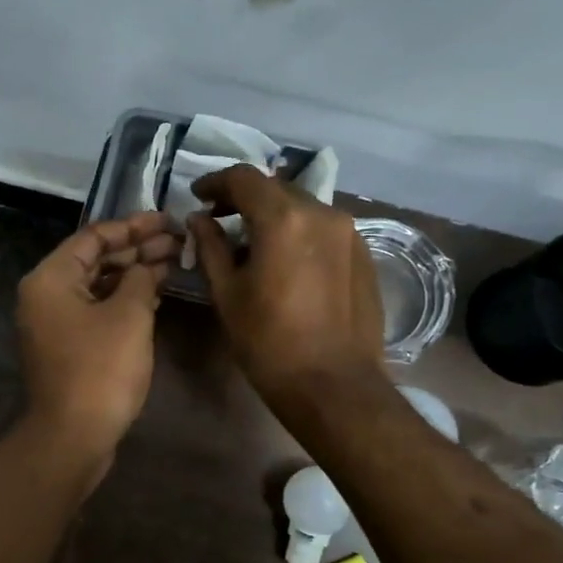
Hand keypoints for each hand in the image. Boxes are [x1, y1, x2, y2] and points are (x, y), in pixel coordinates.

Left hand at [17, 212, 179, 461]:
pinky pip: (97, 310)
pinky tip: (155, 295)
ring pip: (98, 286)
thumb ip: (140, 279)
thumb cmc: (100, 369)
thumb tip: (146, 268)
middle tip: (179, 241)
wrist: (74, 435)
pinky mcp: (68, 346)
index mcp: (51, 278)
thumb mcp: (129, 315)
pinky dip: (124, 300)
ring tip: (174, 263)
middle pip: (95, 260)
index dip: (133, 226)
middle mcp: (46, 295)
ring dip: (134, 275)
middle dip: (137, 249)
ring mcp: (55, 323)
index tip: (168, 220)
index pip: (93, 237)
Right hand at [189, 166, 386, 406]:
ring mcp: (349, 232)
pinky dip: (298, 232)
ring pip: (301, 207)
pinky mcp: (364, 253)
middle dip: (243, 198)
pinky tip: (285, 261)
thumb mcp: (227, 294)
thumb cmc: (268, 342)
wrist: (333, 384)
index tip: (198, 196)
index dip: (215, 182)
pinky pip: (323, 228)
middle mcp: (321, 213)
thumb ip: (211, 247)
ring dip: (272, 215)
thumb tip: (199, 220)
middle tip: (218, 219)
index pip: (244, 178)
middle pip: (275, 189)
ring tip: (251, 243)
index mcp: (283, 219)